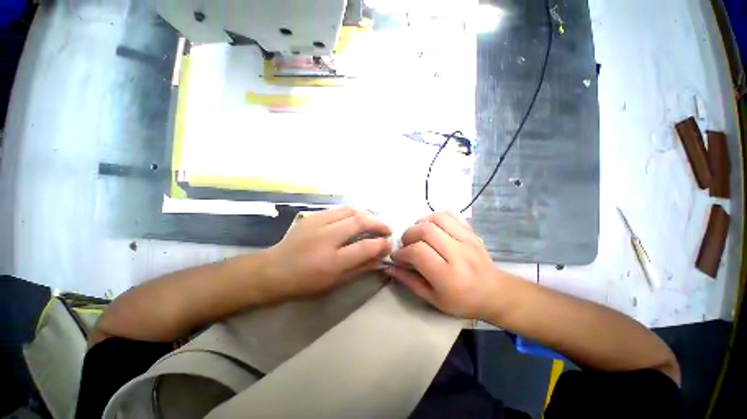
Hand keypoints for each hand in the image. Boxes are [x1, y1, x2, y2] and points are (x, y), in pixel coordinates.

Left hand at [262, 207, 392, 299]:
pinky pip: (339, 209)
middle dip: (379, 224)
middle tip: (387, 229)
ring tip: (374, 222)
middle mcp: (326, 238)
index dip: (382, 244)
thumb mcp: (335, 282)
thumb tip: (380, 257)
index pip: (365, 247)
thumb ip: (361, 268)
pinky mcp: (312, 216)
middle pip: (360, 221)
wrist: (273, 270)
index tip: (389, 244)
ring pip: (351, 210)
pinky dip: (353, 213)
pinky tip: (355, 219)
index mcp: (332, 261)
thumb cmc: (305, 283)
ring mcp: (317, 223)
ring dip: (367, 215)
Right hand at [386, 211, 506, 318]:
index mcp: (448, 275)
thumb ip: (409, 281)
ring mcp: (467, 239)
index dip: (402, 252)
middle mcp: (458, 254)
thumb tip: (389, 267)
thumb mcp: (433, 298)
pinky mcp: (471, 232)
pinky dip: (437, 216)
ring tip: (418, 233)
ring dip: (421, 222)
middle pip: (425, 230)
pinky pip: (452, 214)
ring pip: (437, 218)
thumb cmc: (462, 301)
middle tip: (406, 244)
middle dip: (409, 234)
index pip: (418, 252)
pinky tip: (433, 226)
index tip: (397, 256)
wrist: (495, 292)